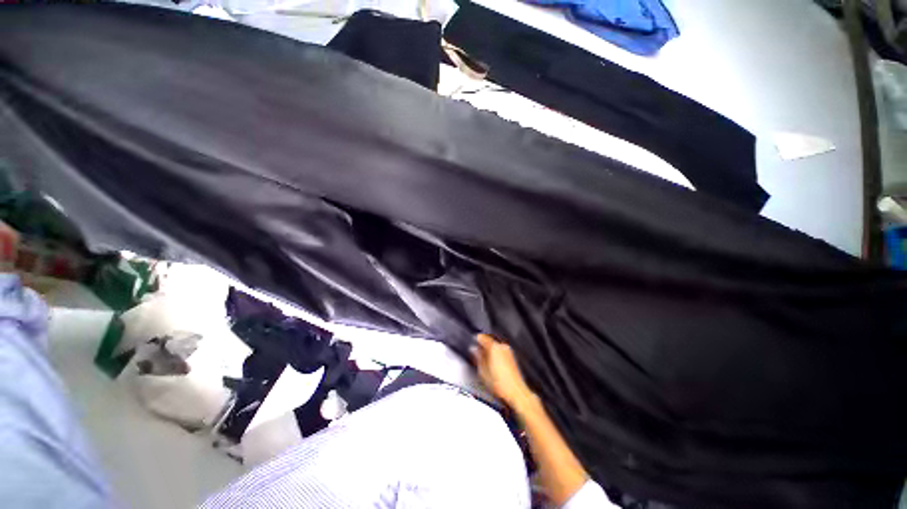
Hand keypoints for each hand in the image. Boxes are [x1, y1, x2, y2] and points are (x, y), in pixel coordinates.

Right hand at [473, 333, 533, 407]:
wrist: (515, 392)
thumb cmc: (500, 384)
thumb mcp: (483, 371)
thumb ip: (477, 357)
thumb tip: (474, 350)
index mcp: (494, 348)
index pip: (483, 337)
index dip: (477, 339)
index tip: (473, 342)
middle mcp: (502, 347)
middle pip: (489, 341)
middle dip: (483, 347)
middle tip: (478, 355)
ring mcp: (508, 351)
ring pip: (495, 347)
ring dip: (490, 351)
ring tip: (485, 362)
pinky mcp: (512, 357)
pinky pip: (500, 351)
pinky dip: (496, 355)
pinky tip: (493, 365)